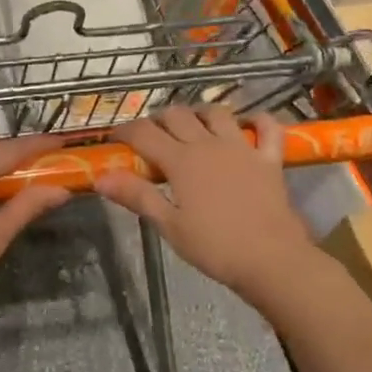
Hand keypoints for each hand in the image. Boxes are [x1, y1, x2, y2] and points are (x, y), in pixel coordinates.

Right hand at [95, 107, 316, 309]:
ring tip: (193, 126)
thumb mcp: (169, 225)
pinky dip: (257, 120)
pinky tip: (248, 125)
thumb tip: (101, 177)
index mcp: (181, 161)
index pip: (144, 133)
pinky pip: (266, 127)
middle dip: (159, 119)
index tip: (116, 139)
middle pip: (178, 115)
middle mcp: (208, 144)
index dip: (125, 131)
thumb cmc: (215, 247)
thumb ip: (137, 196)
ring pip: (217, 112)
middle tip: (151, 136)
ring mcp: (242, 147)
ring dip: (200, 113)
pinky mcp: (269, 158)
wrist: (271, 259)